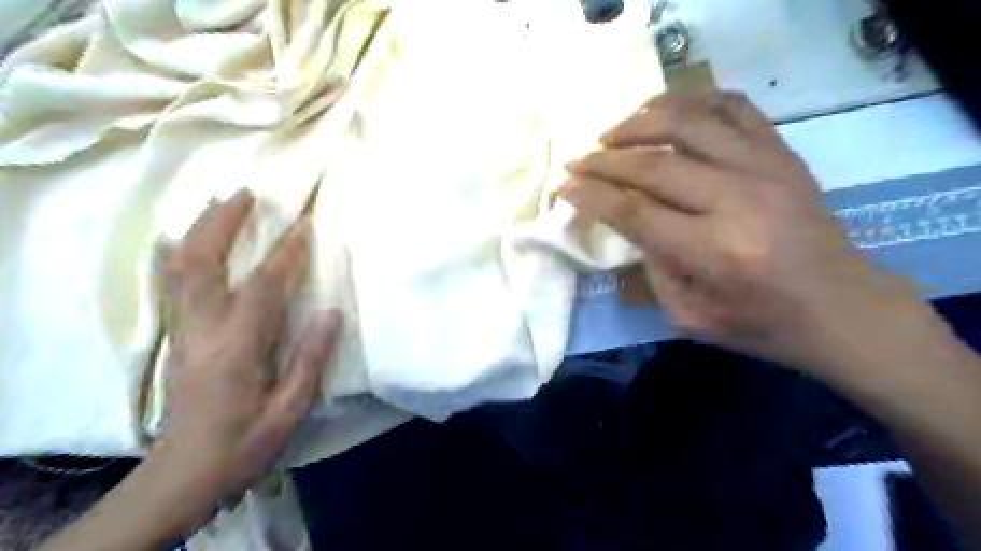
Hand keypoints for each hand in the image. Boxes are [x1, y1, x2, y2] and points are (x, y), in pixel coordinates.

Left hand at [147, 193, 342, 527]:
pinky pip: (173, 285)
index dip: (285, 254)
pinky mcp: (177, 338)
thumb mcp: (288, 410)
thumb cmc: (244, 443)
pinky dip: (180, 255)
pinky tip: (186, 241)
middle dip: (223, 224)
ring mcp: (183, 332)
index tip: (304, 226)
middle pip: (202, 264)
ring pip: (181, 269)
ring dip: (201, 231)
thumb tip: (329, 312)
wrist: (184, 474)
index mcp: (236, 349)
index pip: (262, 288)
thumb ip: (309, 360)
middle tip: (245, 193)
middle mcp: (202, 331)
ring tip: (221, 204)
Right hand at [563, 91, 923, 373]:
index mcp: (714, 253)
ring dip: (639, 122)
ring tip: (611, 133)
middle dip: (603, 160)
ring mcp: (765, 169)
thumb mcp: (689, 318)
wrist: (841, 308)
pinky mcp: (782, 154)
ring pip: (688, 123)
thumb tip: (628, 222)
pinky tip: (663, 110)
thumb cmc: (759, 324)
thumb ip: (651, 268)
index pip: (634, 211)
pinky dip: (691, 100)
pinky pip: (733, 107)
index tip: (564, 185)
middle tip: (576, 162)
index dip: (591, 195)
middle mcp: (738, 202)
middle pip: (653, 165)